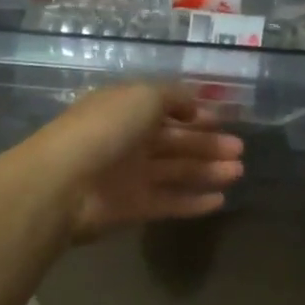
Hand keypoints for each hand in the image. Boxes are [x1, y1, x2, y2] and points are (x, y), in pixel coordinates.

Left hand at [25, 84, 244, 242]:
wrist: (65, 182)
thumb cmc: (106, 128)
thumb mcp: (144, 96)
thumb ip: (174, 97)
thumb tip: (195, 106)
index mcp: (127, 109)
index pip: (166, 110)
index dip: (194, 114)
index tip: (222, 120)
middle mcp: (129, 140)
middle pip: (175, 142)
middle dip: (208, 144)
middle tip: (240, 150)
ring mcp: (130, 175)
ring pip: (176, 172)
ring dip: (207, 171)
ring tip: (238, 172)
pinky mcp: (132, 208)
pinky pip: (168, 202)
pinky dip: (193, 202)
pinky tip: (220, 200)